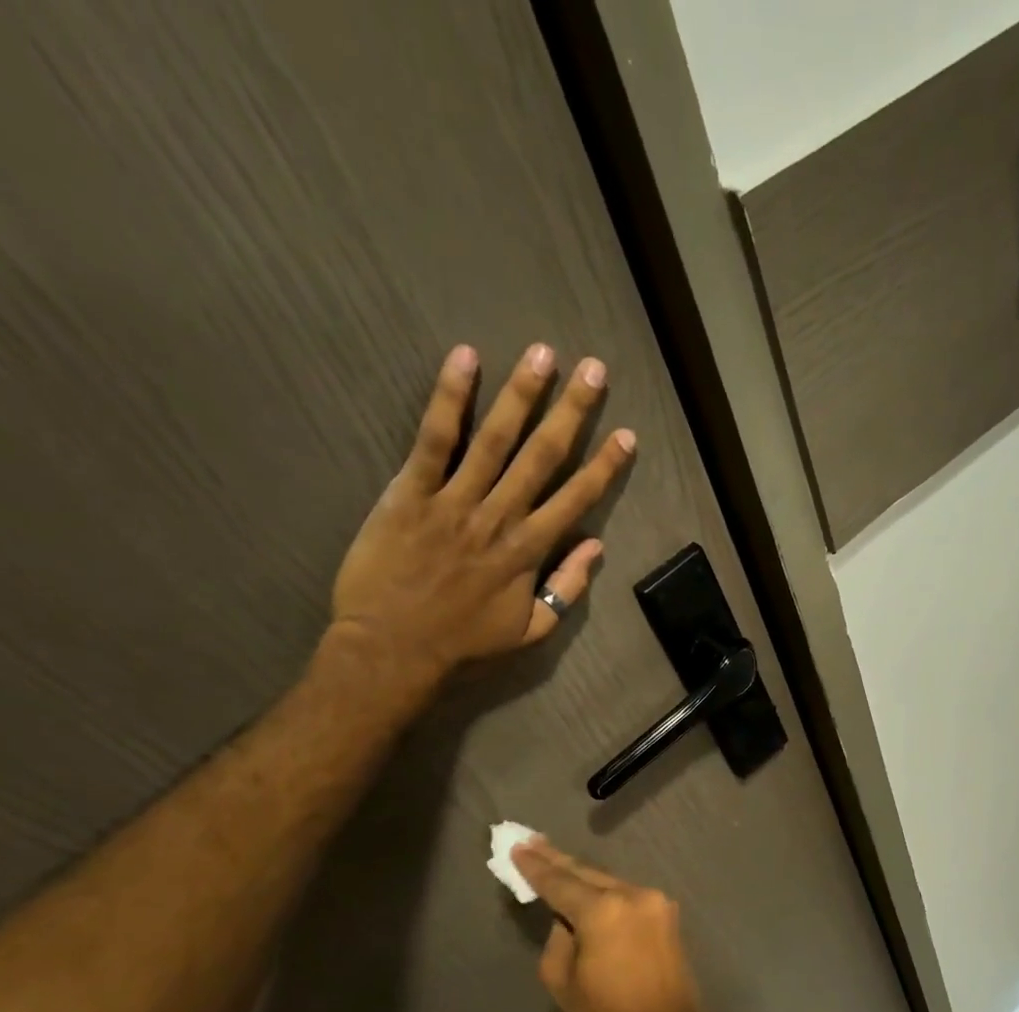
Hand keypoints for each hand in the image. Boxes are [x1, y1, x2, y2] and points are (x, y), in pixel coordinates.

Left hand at [328, 343, 635, 690]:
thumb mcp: (528, 632)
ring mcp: (454, 501)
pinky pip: (433, 439)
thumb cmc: (462, 645)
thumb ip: (566, 590)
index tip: (626, 435)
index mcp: (528, 551)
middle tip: (593, 369)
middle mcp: (499, 518)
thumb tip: (595, 547)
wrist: (391, 650)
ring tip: (543, 353)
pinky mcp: (410, 492)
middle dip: (571, 411)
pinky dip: (449, 398)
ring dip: (522, 394)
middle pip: (542, 456)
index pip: (576, 499)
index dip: (604, 466)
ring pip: (494, 439)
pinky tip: (465, 359)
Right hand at [510, 837, 722, 1011]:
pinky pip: (625, 896)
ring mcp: (654, 901)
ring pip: (608, 881)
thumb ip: (557, 941)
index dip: (534, 867)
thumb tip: (567, 921)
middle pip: (586, 872)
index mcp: (603, 910)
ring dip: (581, 875)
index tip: (516, 848)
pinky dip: (603, 893)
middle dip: (556, 859)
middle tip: (530, 842)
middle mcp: (631, 894)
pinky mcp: (666, 913)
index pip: (559, 882)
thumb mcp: (564, 983)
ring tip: (553, 861)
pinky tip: (586, 890)